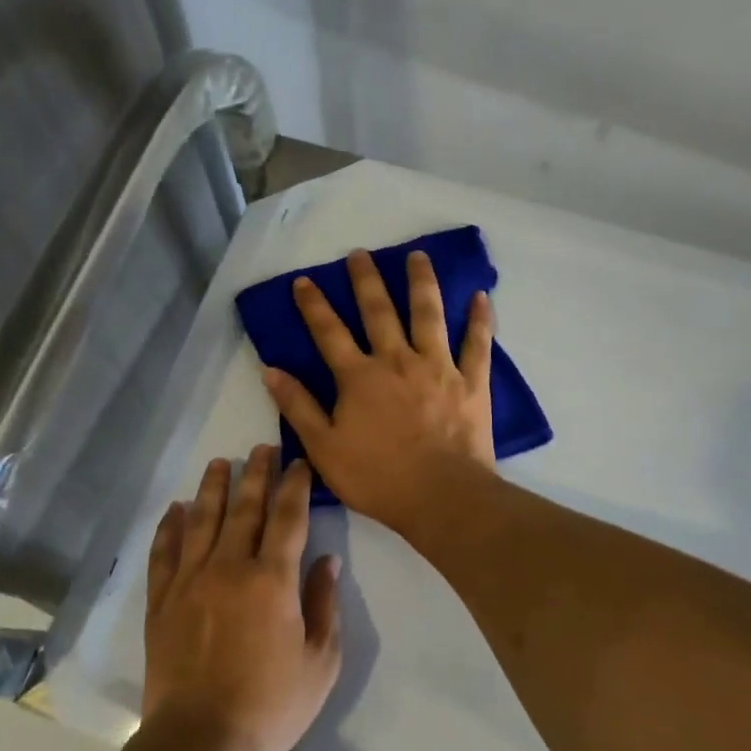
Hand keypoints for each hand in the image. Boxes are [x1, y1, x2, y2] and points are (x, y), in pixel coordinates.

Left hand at [141, 446, 342, 750]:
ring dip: (213, 487)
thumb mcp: (320, 662)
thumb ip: (324, 605)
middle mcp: (229, 567)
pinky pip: (164, 552)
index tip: (299, 464)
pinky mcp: (161, 600)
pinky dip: (170, 526)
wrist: (201, 742)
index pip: (288, 517)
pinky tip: (176, 508)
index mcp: (272, 580)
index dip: (296, 486)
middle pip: (244, 508)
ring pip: (202, 520)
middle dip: (256, 474)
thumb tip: (327, 561)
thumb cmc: (271, 706)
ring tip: (221, 462)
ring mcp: (190, 581)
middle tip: (262, 449)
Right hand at [263, 249, 495, 533]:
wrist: (440, 497)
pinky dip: (479, 319)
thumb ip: (298, 406)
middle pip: (379, 311)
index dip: (313, 305)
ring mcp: (438, 367)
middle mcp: (397, 360)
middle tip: (360, 253)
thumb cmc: (377, 477)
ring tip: (418, 256)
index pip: (329, 332)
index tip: (303, 280)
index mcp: (359, 377)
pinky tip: (480, 296)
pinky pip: (477, 344)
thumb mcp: (323, 448)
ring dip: (421, 282)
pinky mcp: (471, 382)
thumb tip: (270, 370)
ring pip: (428, 314)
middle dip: (366, 280)